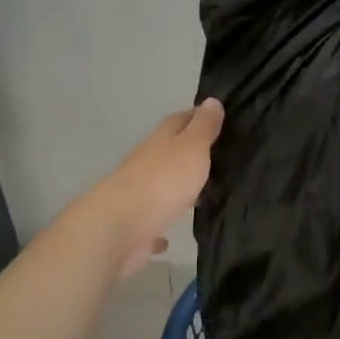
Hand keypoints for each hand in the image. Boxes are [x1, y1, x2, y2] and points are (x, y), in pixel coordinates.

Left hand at [78, 99, 224, 274]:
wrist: (118, 228)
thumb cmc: (162, 182)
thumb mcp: (192, 147)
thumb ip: (203, 127)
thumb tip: (212, 100)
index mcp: (160, 142)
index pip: (179, 120)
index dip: (197, 116)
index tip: (219, 118)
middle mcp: (146, 164)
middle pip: (169, 152)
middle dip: (190, 153)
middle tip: (220, 157)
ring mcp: (138, 195)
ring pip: (161, 186)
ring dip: (178, 188)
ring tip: (205, 193)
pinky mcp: (135, 227)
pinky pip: (152, 223)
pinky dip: (160, 225)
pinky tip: (169, 237)